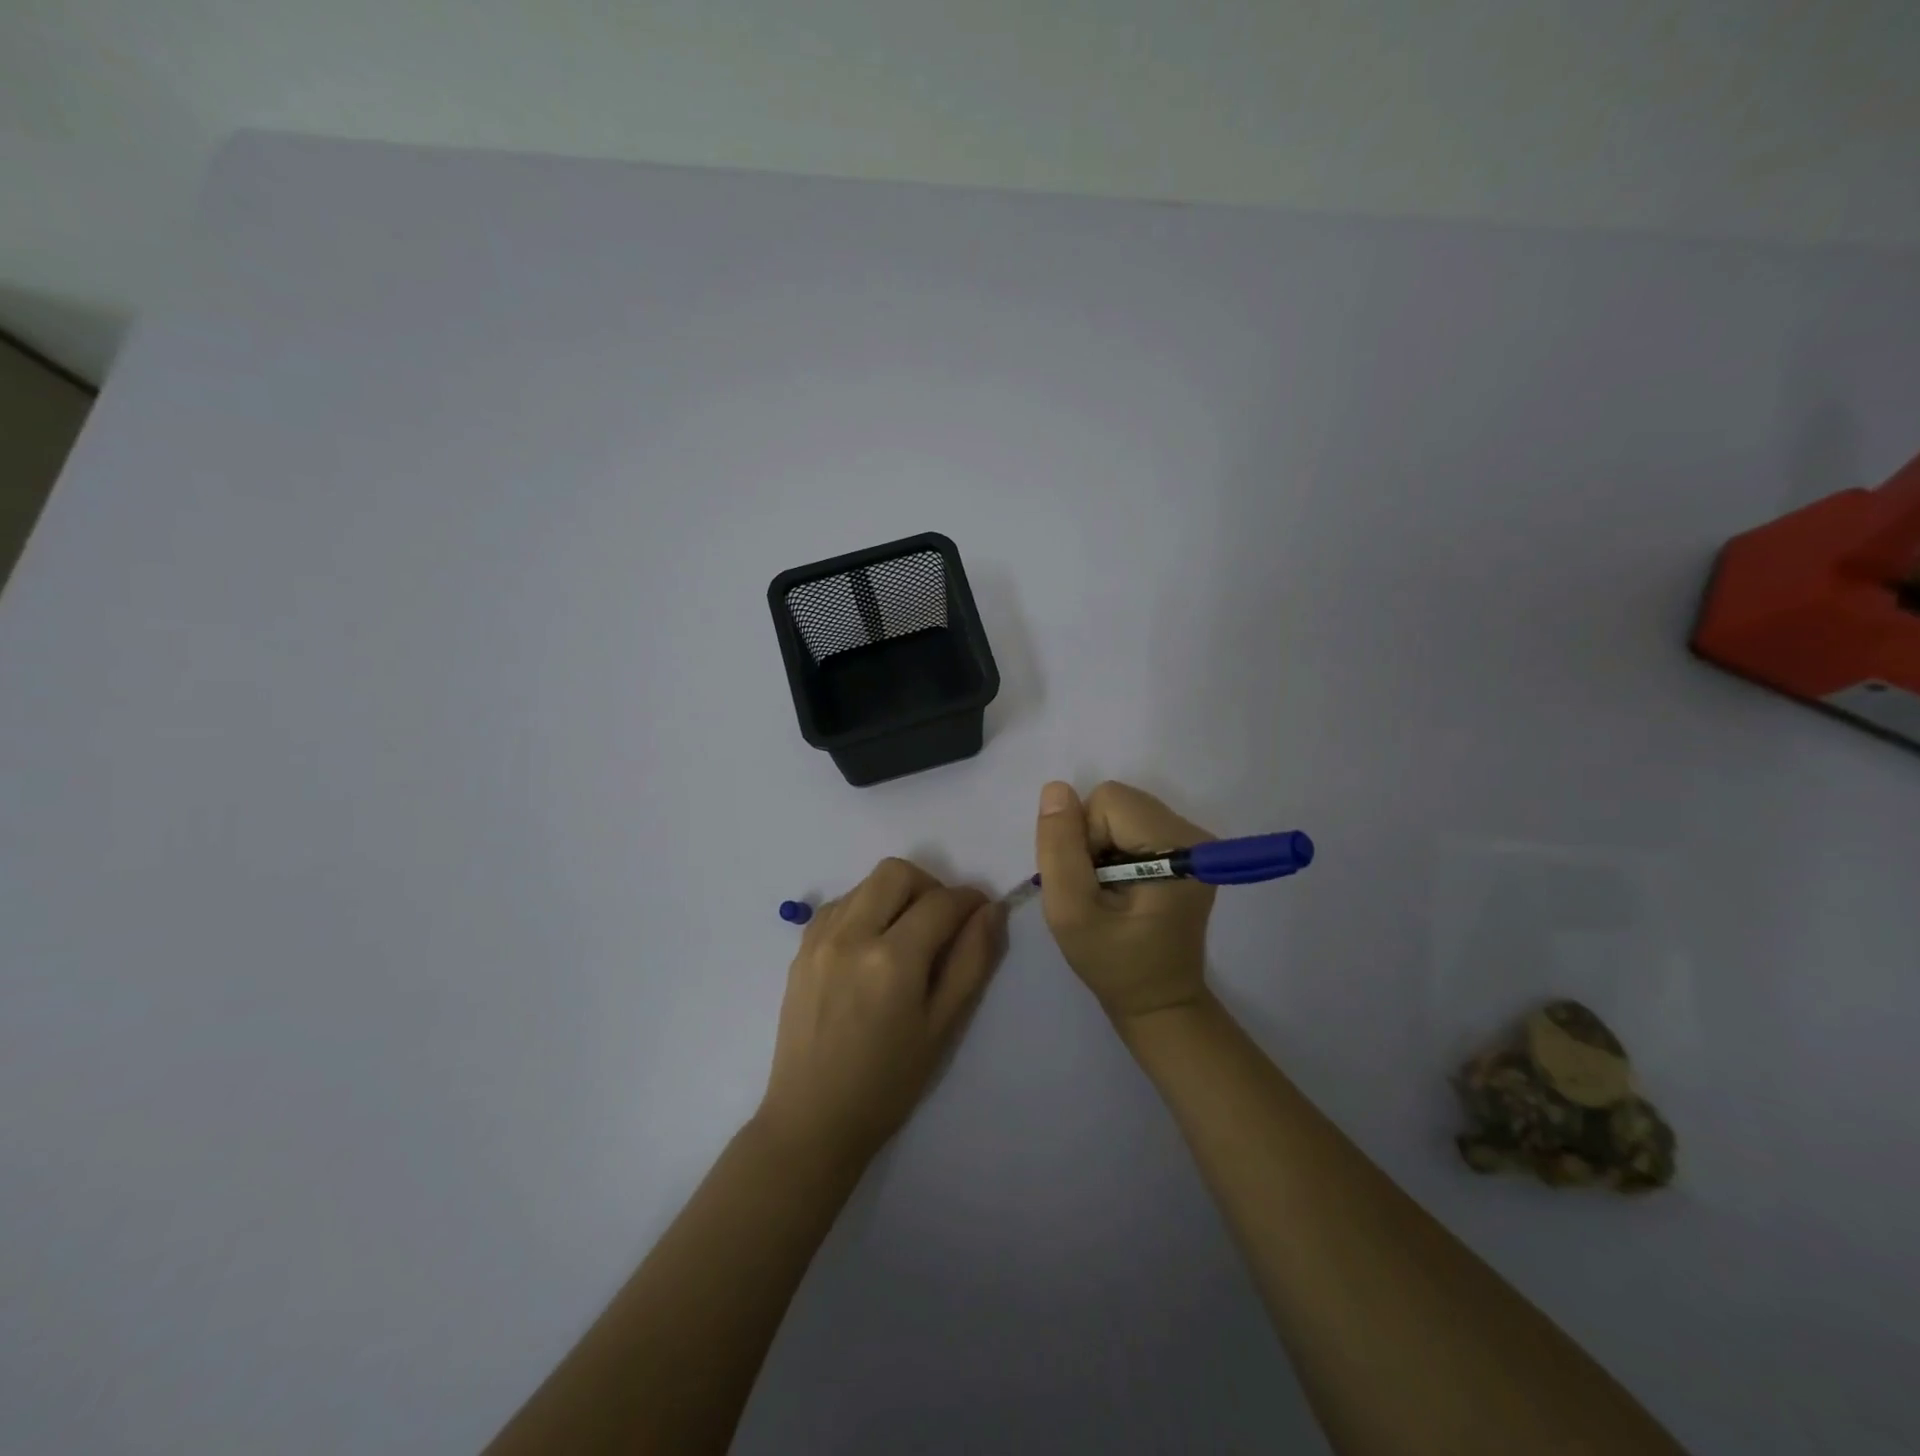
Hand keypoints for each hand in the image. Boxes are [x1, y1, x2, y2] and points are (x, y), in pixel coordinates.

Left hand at [757, 858, 1005, 1171]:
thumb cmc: (888, 1083)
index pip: (941, 902)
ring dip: (895, 896)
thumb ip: (971, 961)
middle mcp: (851, 935)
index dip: (969, 900)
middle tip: (942, 923)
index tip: (982, 912)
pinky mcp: (800, 949)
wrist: (812, 1120)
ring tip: (906, 936)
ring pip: (865, 884)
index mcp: (892, 959)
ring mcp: (819, 939)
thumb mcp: (943, 1027)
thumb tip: (991, 911)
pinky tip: (871, 945)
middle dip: (929, 886)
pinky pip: (838, 904)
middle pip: (896, 873)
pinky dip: (863, 908)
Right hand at [1034, 780, 1216, 1025]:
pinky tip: (1119, 886)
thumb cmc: (1114, 964)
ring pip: (1120, 810)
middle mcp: (1192, 833)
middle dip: (1092, 839)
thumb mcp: (1071, 912)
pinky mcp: (1184, 849)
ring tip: (1108, 891)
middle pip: (1116, 802)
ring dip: (1100, 845)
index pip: (1108, 802)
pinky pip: (1130, 823)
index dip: (1083, 838)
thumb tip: (1055, 789)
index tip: (1090, 884)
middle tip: (1097, 889)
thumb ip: (1060, 849)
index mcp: (1176, 846)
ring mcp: (1191, 840)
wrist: (1158, 1001)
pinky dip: (1113, 849)